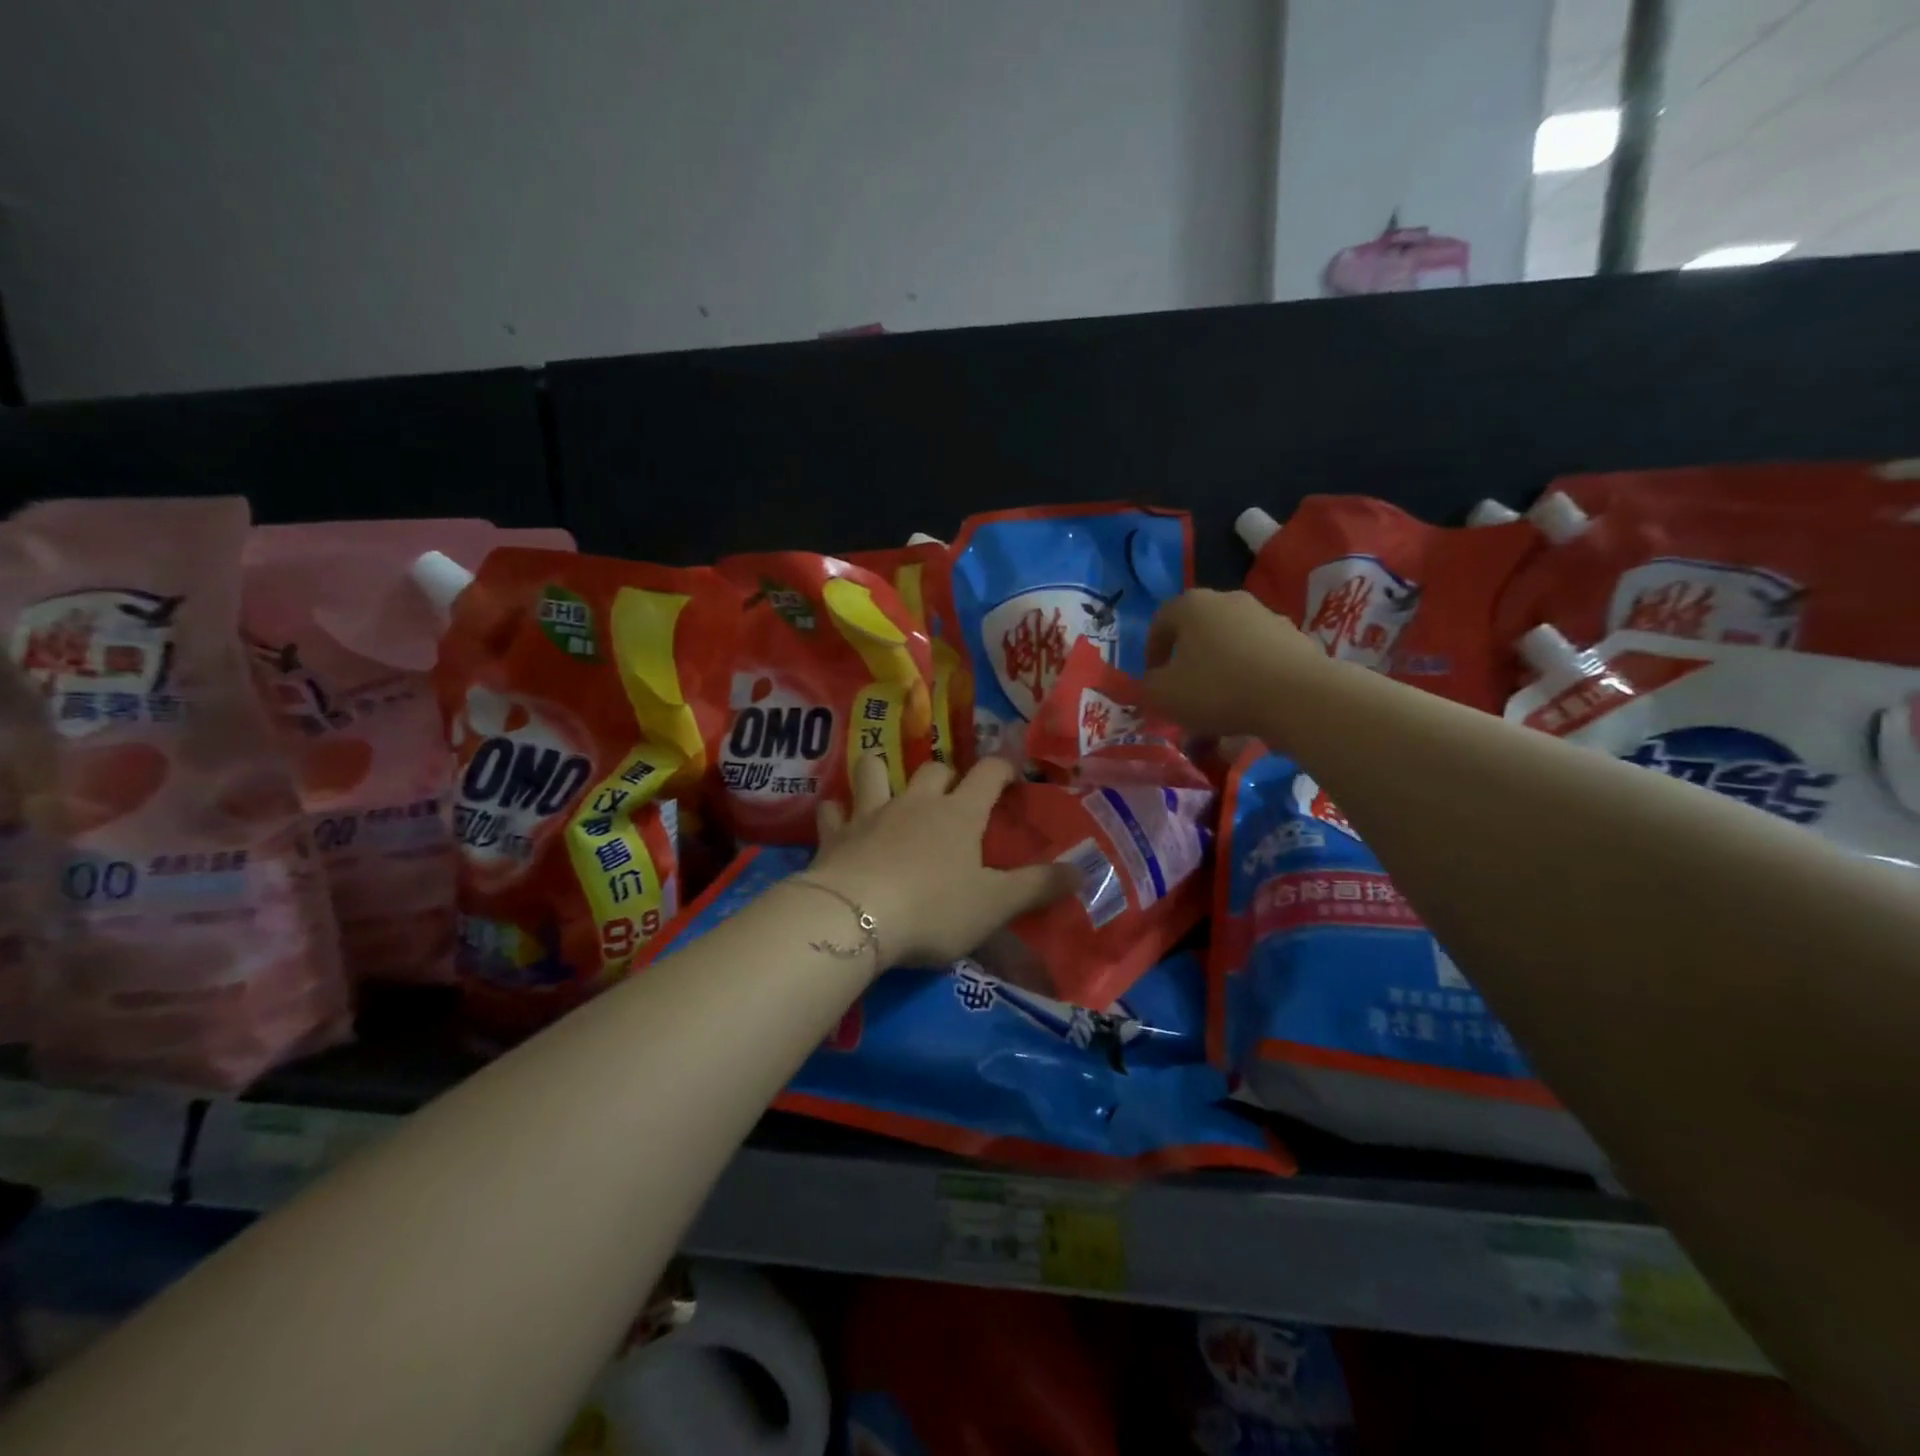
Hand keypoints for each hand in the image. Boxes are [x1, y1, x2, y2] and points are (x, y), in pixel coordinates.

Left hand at [803, 756, 1078, 968]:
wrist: (855, 918)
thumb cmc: (934, 909)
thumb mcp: (995, 905)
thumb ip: (1038, 886)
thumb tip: (1083, 869)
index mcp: (959, 814)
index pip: (988, 773)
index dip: (1003, 768)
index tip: (1011, 774)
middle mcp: (916, 802)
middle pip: (934, 769)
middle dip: (947, 776)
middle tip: (953, 796)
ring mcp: (871, 813)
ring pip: (874, 770)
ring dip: (882, 772)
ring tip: (887, 787)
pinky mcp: (835, 834)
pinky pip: (833, 810)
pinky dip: (838, 812)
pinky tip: (840, 822)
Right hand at [1141, 588, 1327, 738]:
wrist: (1297, 697)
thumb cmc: (1217, 688)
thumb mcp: (1163, 695)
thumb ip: (1148, 687)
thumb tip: (1153, 683)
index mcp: (1193, 605)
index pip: (1160, 621)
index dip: (1151, 652)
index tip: (1152, 680)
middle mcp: (1230, 601)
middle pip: (1198, 631)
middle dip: (1187, 662)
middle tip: (1183, 693)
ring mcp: (1267, 618)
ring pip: (1231, 646)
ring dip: (1220, 672)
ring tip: (1218, 709)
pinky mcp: (1295, 640)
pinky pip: (1260, 660)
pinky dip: (1250, 679)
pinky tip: (1249, 708)